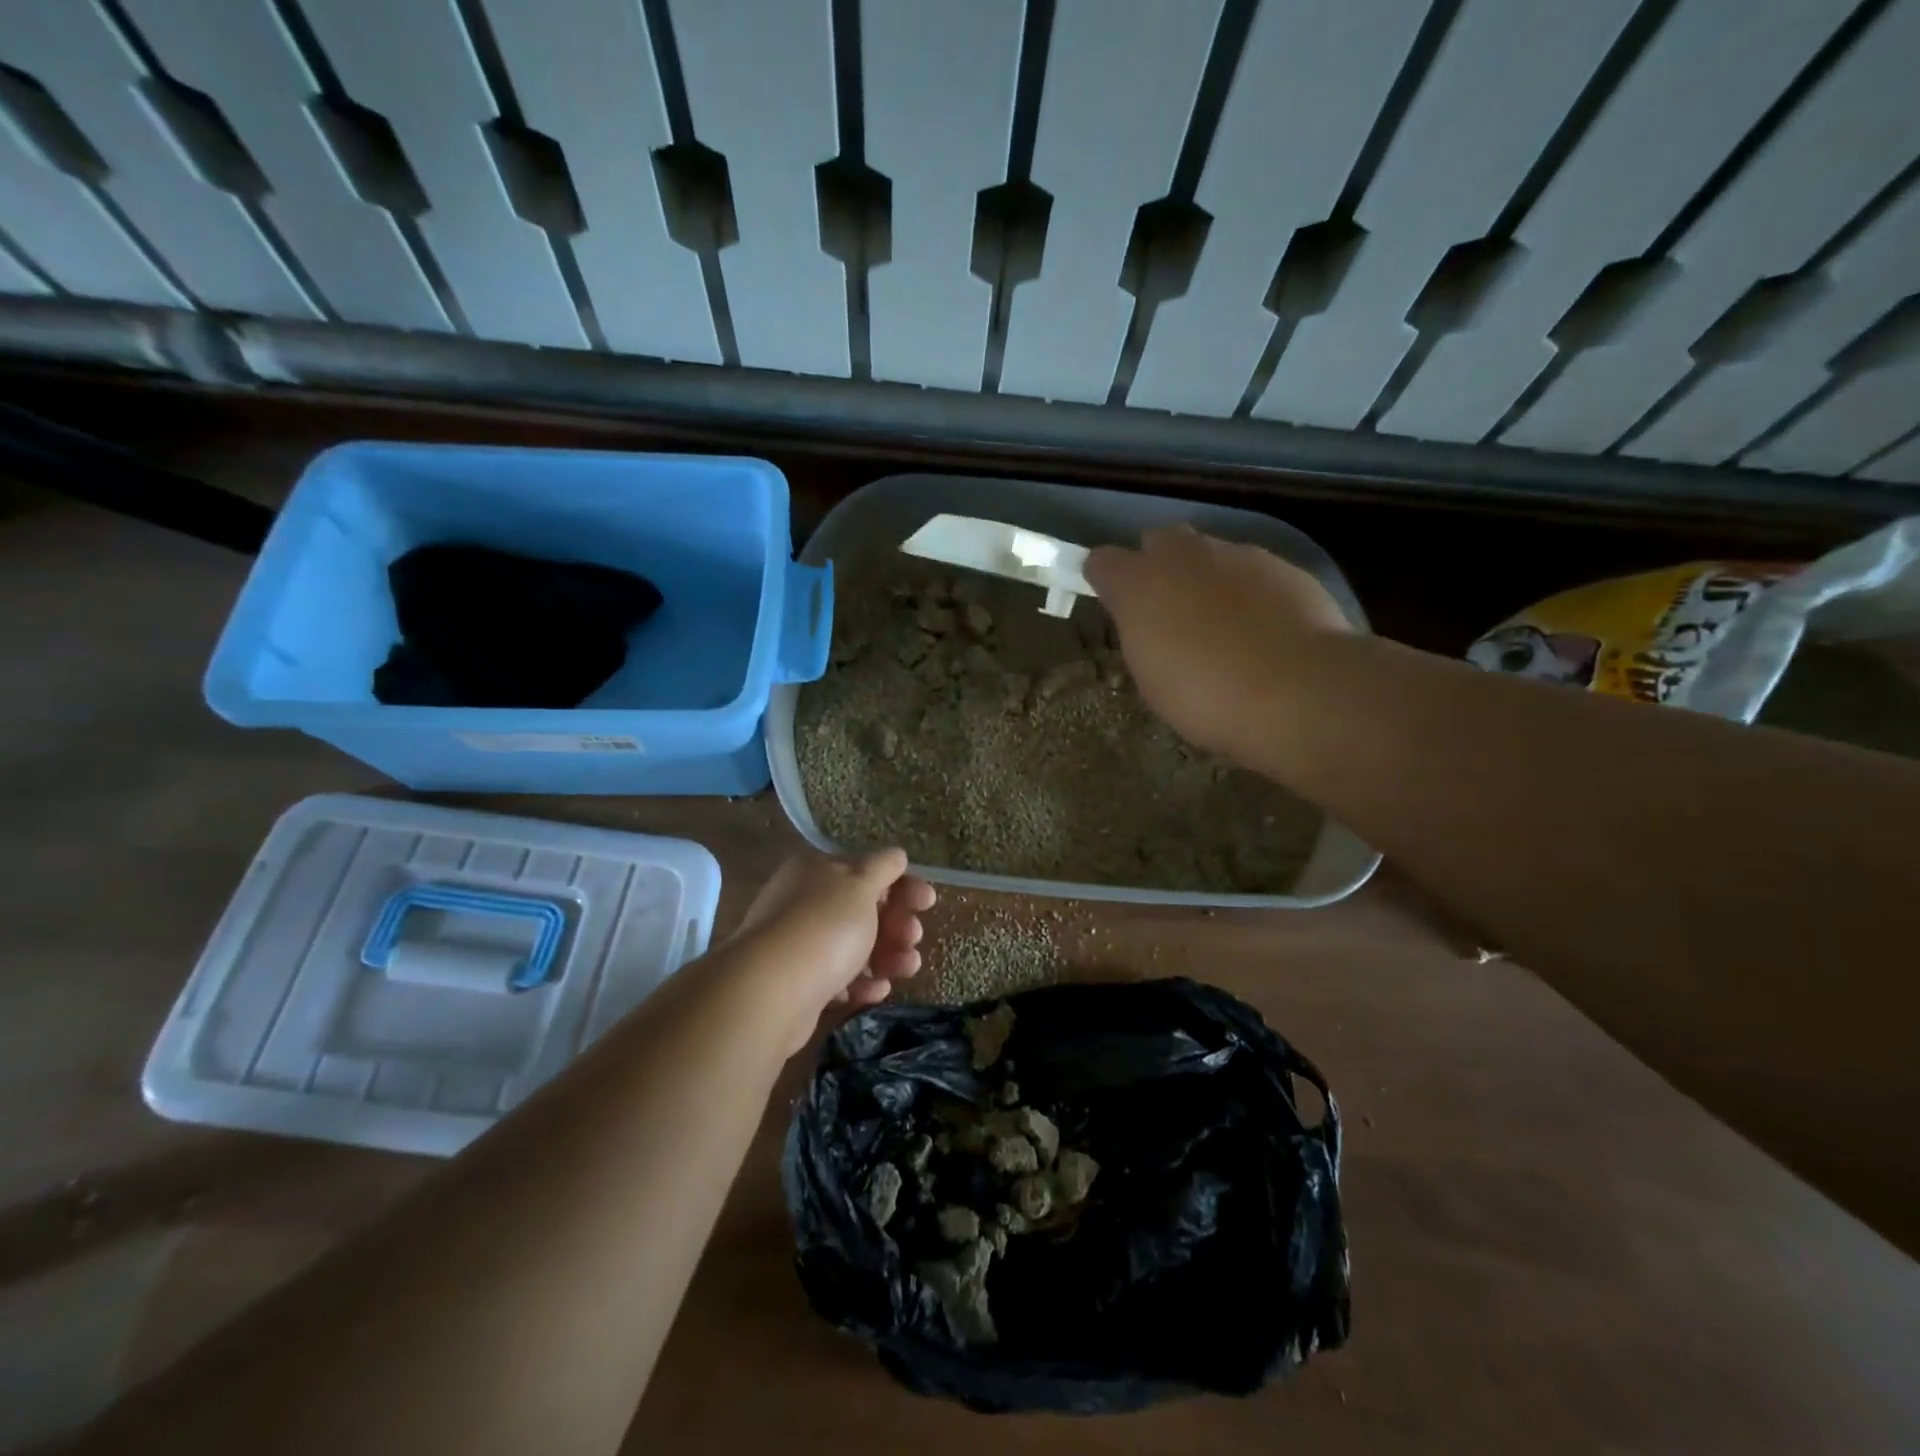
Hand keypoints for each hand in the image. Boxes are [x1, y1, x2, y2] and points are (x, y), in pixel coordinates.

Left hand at [729, 850, 936, 1053]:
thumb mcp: (861, 885)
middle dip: (896, 924)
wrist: (772, 991)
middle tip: (913, 937)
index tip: (928, 902)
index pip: (866, 871)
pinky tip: (878, 990)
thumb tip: (896, 855)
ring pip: (854, 946)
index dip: (901, 885)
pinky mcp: (799, 984)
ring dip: (887, 955)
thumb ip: (883, 868)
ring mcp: (799, 945)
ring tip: (906, 968)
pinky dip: (862, 982)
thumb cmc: (825, 927)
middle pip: (863, 910)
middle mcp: (804, 903)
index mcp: (817, 871)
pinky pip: (839, 978)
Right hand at [1084, 525, 1350, 764]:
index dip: (1107, 580)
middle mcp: (1185, 555)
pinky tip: (1264, 630)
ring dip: (1208, 578)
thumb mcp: (1152, 678)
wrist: (1298, 691)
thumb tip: (1150, 624)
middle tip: (1169, 610)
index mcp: (1140, 584)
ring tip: (1223, 626)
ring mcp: (1239, 555)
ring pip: (1211, 553)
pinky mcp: (1285, 566)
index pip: (1102, 561)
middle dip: (1159, 566)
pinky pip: (1254, 572)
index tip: (1114, 605)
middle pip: (1160, 540)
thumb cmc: (1206, 696)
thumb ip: (1143, 636)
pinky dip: (1250, 593)